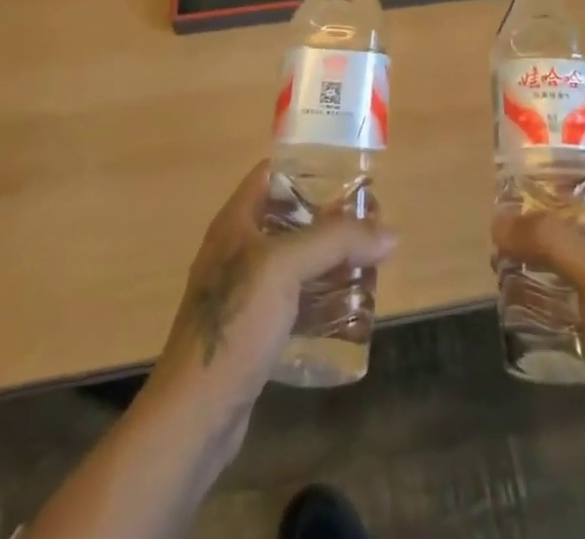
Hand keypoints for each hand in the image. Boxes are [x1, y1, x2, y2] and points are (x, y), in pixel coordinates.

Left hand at [148, 161, 397, 456]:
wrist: (193, 416)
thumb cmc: (234, 323)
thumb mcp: (284, 267)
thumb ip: (336, 242)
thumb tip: (391, 232)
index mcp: (236, 221)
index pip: (272, 174)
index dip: (309, 167)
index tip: (350, 174)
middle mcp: (238, 249)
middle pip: (290, 217)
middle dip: (330, 218)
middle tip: (371, 223)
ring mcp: (245, 292)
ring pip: (296, 261)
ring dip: (329, 259)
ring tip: (368, 261)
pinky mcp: (254, 330)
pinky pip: (295, 299)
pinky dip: (320, 296)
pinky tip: (348, 306)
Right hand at [492, 166, 584, 456]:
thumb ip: (548, 240)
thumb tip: (499, 220)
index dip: (574, 169)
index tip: (533, 176)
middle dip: (548, 213)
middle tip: (510, 222)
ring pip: (580, 252)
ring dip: (545, 251)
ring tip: (506, 260)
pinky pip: (579, 290)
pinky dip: (552, 286)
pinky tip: (526, 300)